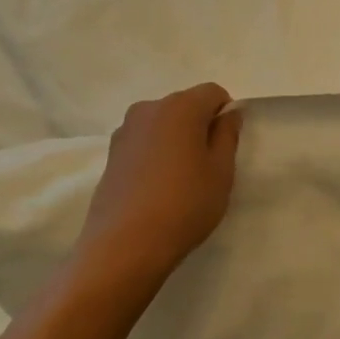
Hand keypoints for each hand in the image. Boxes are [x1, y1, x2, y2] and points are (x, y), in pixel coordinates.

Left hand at [74, 83, 242, 297]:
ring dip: (176, 140)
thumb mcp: (221, 171)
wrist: (124, 246)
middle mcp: (149, 109)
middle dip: (200, 125)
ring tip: (180, 179)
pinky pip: (144, 142)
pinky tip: (157, 187)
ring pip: (163, 124)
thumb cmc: (184, 205)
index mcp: (180, 107)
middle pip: (185, 105)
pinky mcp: (111, 154)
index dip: (225, 114)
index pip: (213, 92)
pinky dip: (155, 154)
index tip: (226, 146)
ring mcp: (125, 131)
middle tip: (207, 165)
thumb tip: (228, 113)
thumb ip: (227, 135)